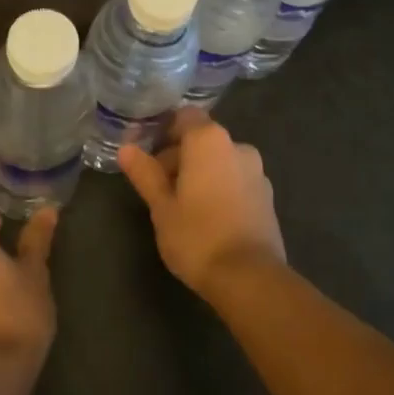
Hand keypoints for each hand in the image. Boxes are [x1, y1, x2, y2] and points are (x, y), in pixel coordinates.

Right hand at [118, 109, 285, 299]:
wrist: (250, 278)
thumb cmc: (197, 236)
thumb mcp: (161, 206)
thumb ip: (145, 173)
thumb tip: (126, 148)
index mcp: (209, 140)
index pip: (185, 116)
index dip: (165, 131)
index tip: (148, 154)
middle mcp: (237, 146)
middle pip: (202, 139)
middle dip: (179, 156)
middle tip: (158, 187)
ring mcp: (257, 171)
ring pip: (220, 161)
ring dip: (200, 173)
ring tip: (181, 206)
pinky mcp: (267, 196)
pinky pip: (236, 180)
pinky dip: (220, 188)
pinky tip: (208, 218)